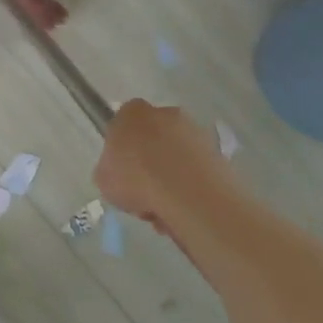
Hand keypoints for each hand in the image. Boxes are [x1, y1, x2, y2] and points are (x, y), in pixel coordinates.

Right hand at [95, 99, 232, 233]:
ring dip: (172, 175)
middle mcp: (166, 113)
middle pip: (154, 135)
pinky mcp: (219, 154)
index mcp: (133, 112)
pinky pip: (196, 170)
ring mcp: (196, 132)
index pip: (124, 119)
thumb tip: (121, 173)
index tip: (122, 167)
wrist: (187, 194)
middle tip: (143, 189)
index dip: (122, 143)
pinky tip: (182, 210)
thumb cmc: (135, 179)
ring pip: (177, 155)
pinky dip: (191, 187)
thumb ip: (111, 168)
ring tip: (163, 208)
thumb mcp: (103, 178)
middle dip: (150, 159)